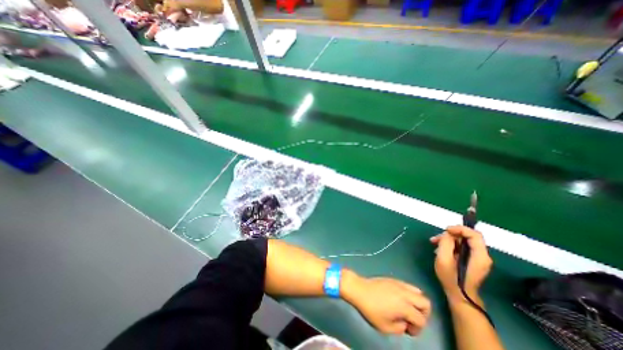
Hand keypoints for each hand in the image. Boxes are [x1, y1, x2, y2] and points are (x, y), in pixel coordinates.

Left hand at [341, 272, 434, 334]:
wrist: (359, 289)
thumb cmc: (371, 309)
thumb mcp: (385, 327)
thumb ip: (400, 328)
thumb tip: (405, 323)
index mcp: (404, 306)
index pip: (422, 319)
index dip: (418, 329)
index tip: (408, 329)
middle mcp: (405, 293)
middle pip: (426, 302)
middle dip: (423, 314)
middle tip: (411, 319)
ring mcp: (399, 284)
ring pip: (418, 291)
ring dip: (417, 302)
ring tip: (406, 308)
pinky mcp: (393, 279)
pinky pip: (408, 285)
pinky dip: (409, 293)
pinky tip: (399, 299)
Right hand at [429, 228, 491, 302]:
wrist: (460, 296)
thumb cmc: (451, 279)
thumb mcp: (444, 259)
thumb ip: (446, 243)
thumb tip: (448, 234)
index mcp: (479, 256)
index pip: (474, 234)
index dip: (460, 229)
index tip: (446, 230)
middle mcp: (482, 256)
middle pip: (468, 237)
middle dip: (450, 235)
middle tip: (436, 239)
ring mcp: (478, 258)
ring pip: (463, 241)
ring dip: (448, 240)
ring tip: (434, 243)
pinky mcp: (472, 260)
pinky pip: (462, 247)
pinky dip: (451, 245)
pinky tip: (440, 249)